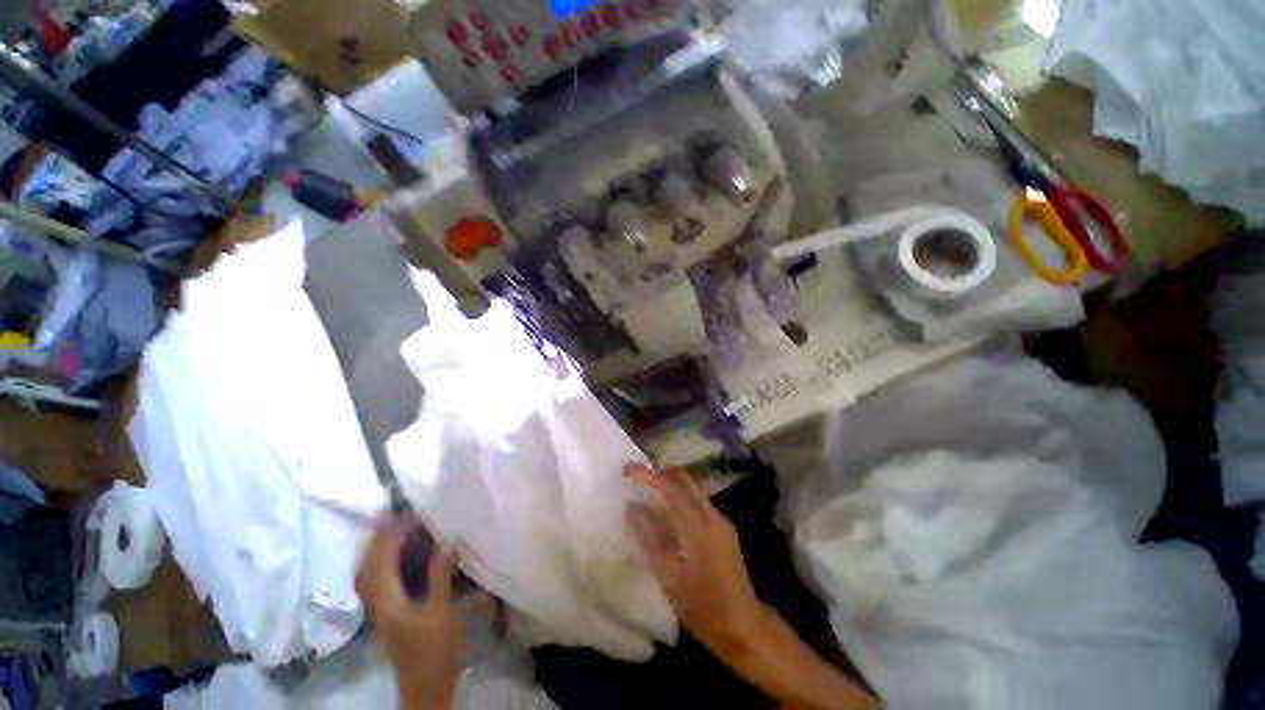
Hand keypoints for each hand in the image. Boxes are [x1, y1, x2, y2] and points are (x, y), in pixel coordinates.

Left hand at [356, 516, 462, 709]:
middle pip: (367, 565)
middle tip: (395, 514)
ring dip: (377, 548)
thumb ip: (440, 577)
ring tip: (393, 528)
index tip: (410, 514)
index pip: (382, 561)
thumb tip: (446, 543)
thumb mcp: (442, 612)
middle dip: (378, 538)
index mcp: (387, 601)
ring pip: (368, 573)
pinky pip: (376, 580)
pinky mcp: (386, 614)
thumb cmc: (436, 649)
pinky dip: (381, 562)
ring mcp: (379, 610)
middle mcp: (376, 603)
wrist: (426, 685)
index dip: (393, 535)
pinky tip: (395, 556)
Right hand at [624, 464, 765, 654]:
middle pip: (685, 480)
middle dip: (660, 472)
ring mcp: (722, 521)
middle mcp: (713, 516)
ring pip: (693, 488)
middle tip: (638, 476)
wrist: (743, 627)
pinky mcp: (724, 528)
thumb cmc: (701, 606)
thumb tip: (631, 507)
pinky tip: (667, 510)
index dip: (648, 475)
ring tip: (647, 489)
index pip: (671, 489)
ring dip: (670, 483)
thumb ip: (648, 537)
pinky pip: (698, 501)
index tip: (627, 470)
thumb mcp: (668, 575)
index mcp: (699, 528)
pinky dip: (680, 497)